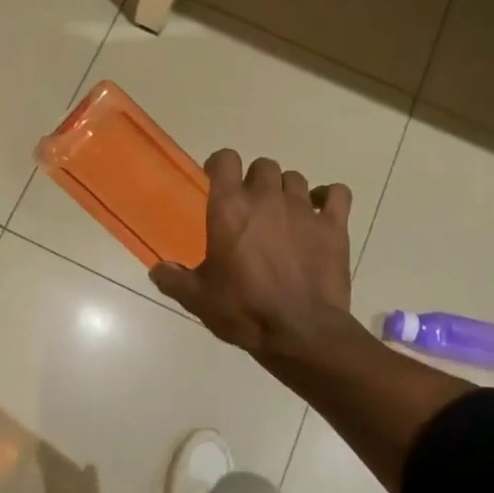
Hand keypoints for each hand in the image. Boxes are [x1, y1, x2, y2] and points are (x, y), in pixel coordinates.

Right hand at [150, 150, 354, 358]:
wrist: (301, 332)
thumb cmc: (243, 310)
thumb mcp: (197, 299)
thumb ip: (173, 279)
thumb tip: (157, 270)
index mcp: (229, 208)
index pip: (225, 159)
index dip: (219, 165)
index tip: (216, 179)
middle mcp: (266, 198)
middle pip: (263, 166)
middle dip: (255, 180)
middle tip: (250, 207)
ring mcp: (304, 210)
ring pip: (295, 179)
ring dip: (286, 191)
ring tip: (282, 215)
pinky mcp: (334, 226)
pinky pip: (336, 193)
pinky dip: (328, 197)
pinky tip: (320, 212)